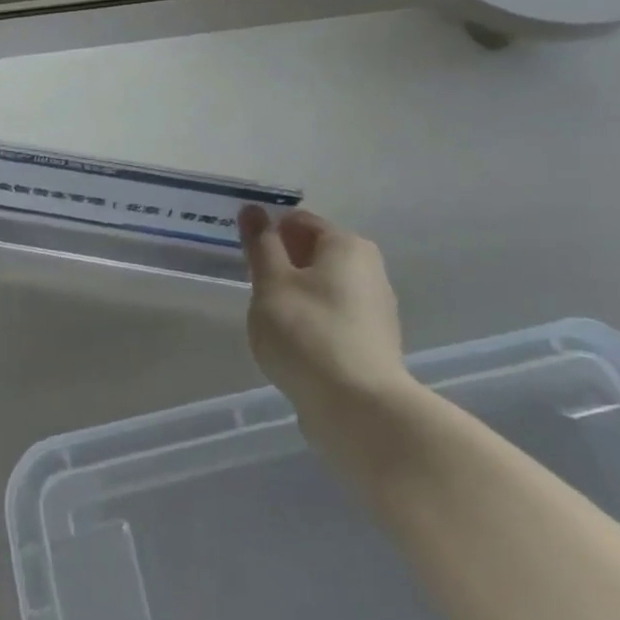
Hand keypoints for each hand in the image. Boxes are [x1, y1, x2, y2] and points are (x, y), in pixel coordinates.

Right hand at [239, 206, 411, 410]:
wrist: (358, 409)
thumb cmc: (307, 332)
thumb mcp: (271, 283)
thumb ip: (261, 245)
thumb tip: (253, 209)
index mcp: (346, 245)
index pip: (299, 221)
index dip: (267, 233)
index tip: (244, 256)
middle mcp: (369, 269)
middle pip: (314, 253)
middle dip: (282, 264)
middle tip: (253, 287)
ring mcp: (375, 309)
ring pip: (323, 288)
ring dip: (295, 295)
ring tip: (269, 320)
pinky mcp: (372, 343)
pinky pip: (332, 318)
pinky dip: (311, 322)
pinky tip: (293, 345)